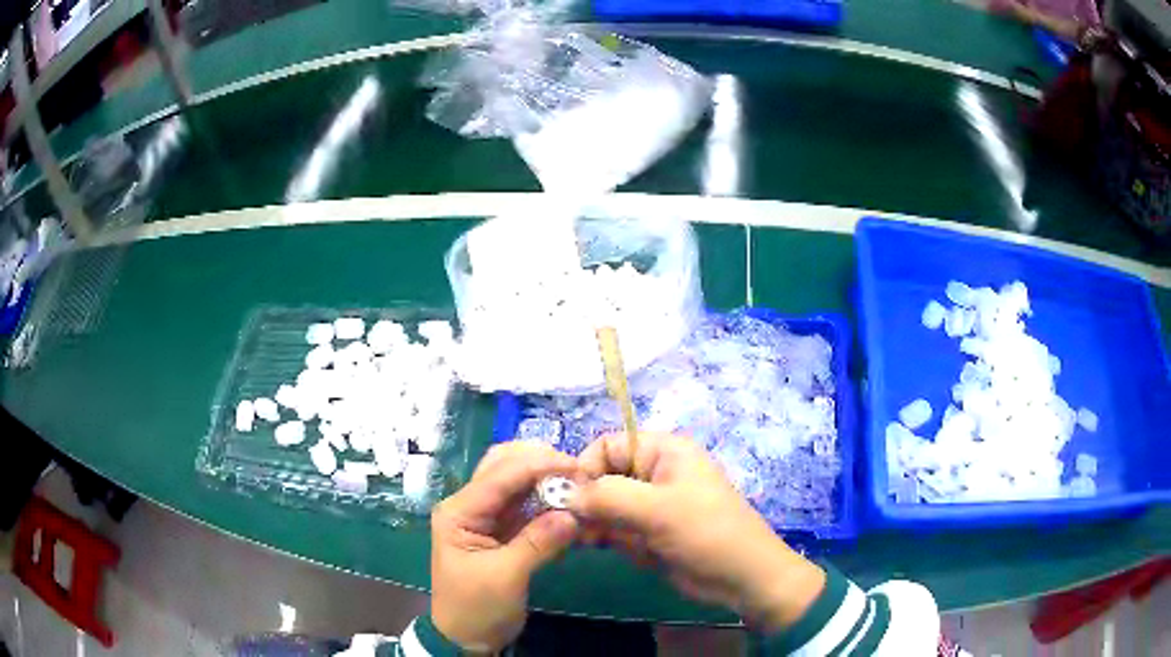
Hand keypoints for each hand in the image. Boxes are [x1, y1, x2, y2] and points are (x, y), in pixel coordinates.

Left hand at [430, 442, 580, 652]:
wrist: (465, 639)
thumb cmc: (476, 608)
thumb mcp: (505, 577)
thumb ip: (538, 542)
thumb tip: (573, 515)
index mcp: (459, 511)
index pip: (500, 475)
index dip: (539, 465)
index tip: (577, 467)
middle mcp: (469, 505)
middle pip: (504, 466)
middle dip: (540, 462)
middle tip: (578, 471)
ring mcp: (485, 517)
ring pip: (516, 482)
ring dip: (545, 478)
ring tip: (578, 483)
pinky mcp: (501, 530)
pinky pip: (525, 505)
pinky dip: (546, 500)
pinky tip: (568, 503)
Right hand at [571, 433, 824, 632]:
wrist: (742, 578)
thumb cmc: (706, 532)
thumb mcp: (656, 509)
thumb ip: (606, 496)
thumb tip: (563, 493)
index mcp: (663, 452)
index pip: (607, 446)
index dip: (585, 467)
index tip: (568, 499)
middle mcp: (655, 473)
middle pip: (603, 478)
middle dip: (589, 503)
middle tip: (576, 529)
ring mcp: (652, 506)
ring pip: (606, 507)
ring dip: (598, 525)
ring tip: (594, 543)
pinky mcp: (650, 533)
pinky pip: (618, 530)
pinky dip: (612, 541)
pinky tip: (621, 551)